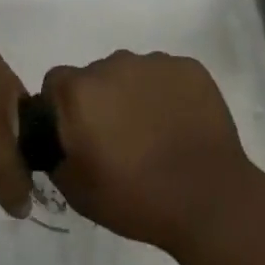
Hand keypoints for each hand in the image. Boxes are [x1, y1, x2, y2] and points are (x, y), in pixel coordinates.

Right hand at [42, 50, 254, 253]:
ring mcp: (153, 62)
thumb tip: (56, 137)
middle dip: (102, 101)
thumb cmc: (136, 199)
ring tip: (155, 134)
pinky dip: (168, 95)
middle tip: (119, 140)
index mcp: (79, 91)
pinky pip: (167, 76)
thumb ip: (54, 153)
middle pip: (96, 76)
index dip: (63, 108)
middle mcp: (112, 64)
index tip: (79, 135)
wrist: (210, 201)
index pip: (56, 84)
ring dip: (135, 96)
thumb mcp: (76, 190)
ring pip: (132, 73)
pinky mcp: (188, 67)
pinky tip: (180, 126)